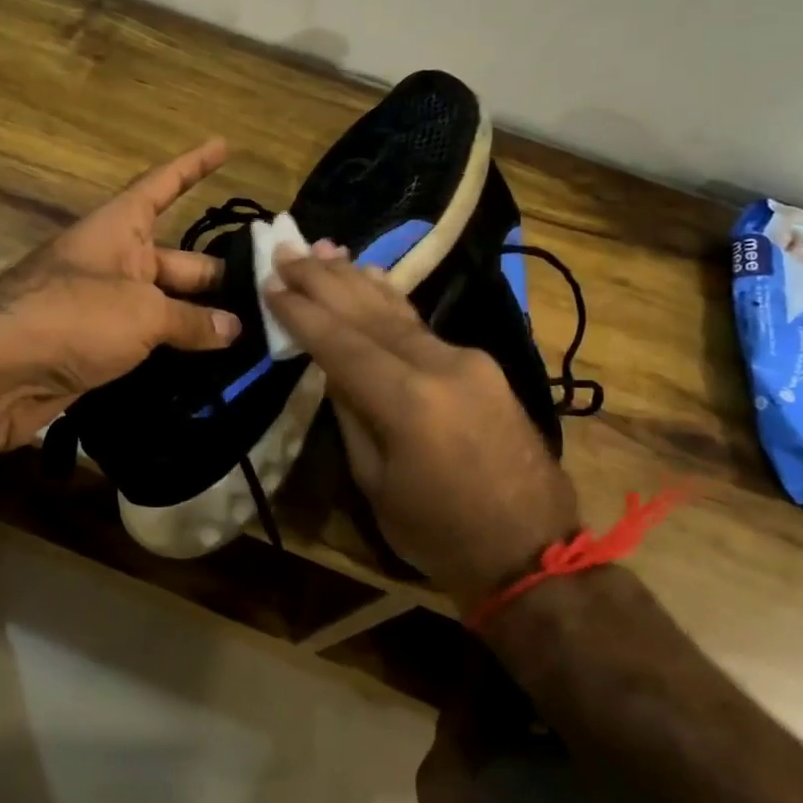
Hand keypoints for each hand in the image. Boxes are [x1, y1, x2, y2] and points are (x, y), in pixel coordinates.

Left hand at [0, 138, 242, 451]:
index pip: (163, 186)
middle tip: (271, 291)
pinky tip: (215, 364)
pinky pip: (150, 340)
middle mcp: (114, 261)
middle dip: (219, 274)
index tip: (225, 145)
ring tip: (256, 333)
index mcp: (118, 229)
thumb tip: (233, 330)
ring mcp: (106, 306)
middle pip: (178, 260)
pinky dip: (179, 349)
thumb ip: (191, 320)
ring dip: (204, 319)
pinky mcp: (100, 347)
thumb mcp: (142, 312)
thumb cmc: (72, 316)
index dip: (194, 165)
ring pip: (167, 305)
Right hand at [264, 251, 580, 604]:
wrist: (532, 552)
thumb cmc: (440, 533)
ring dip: (357, 280)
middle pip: (369, 313)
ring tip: (323, 250)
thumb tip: (333, 369)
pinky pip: (423, 326)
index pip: (342, 343)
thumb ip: (352, 415)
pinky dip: (391, 300)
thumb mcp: (376, 482)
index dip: (303, 313)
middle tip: (287, 251)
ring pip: (399, 311)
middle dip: (323, 281)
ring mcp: (467, 360)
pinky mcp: (482, 365)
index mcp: (408, 402)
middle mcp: (440, 366)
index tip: (271, 284)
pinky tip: (372, 276)